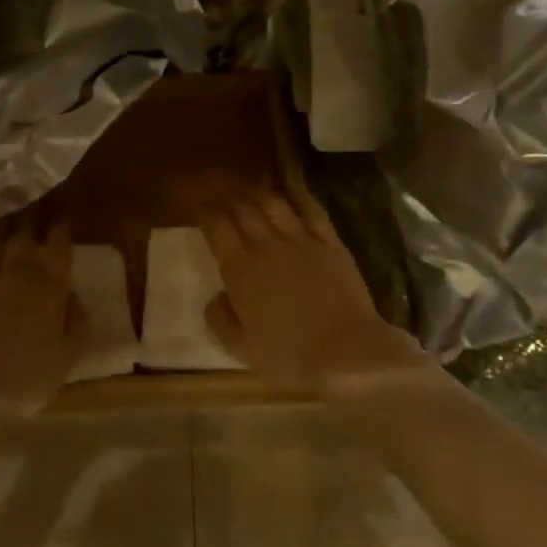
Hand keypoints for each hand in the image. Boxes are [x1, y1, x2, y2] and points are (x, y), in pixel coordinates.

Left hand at [0, 213, 85, 411]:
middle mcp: (19, 268)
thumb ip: (78, 321)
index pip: (59, 241)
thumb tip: (73, 294)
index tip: (63, 213)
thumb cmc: (24, 380)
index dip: (62, 224)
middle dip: (35, 210)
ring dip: (6, 215)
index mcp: (50, 285)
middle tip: (37, 196)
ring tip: (10, 202)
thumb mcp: (68, 357)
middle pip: (27, 229)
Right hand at [200, 189, 426, 394]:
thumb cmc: (290, 357)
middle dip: (229, 197)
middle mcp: (266, 246)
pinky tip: (294, 193)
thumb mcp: (242, 349)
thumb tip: (214, 298)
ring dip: (259, 193)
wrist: (347, 353)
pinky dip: (299, 197)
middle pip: (243, 208)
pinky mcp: (330, 243)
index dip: (205, 212)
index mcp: (240, 270)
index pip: (217, 227)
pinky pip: (312, 211)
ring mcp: (301, 241)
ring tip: (251, 190)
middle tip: (222, 192)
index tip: (199, 207)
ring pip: (274, 204)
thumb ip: (221, 320)